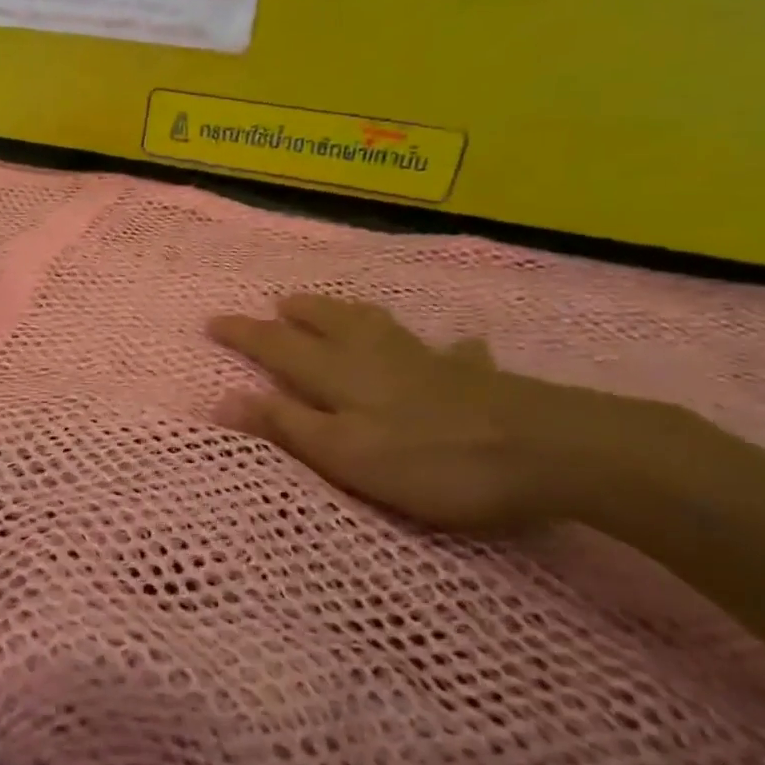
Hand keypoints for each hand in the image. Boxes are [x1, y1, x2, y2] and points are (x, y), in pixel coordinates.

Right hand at [208, 295, 562, 532]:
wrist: (550, 451)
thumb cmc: (431, 459)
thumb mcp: (343, 452)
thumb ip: (284, 425)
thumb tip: (219, 399)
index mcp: (339, 373)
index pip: (278, 346)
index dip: (244, 334)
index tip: (213, 321)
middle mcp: (377, 356)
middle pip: (329, 323)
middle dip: (297, 314)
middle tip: (277, 304)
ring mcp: (429, 363)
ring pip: (380, 326)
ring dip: (351, 315)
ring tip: (336, 309)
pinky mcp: (475, 378)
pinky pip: (452, 354)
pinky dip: (444, 349)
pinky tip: (457, 347)